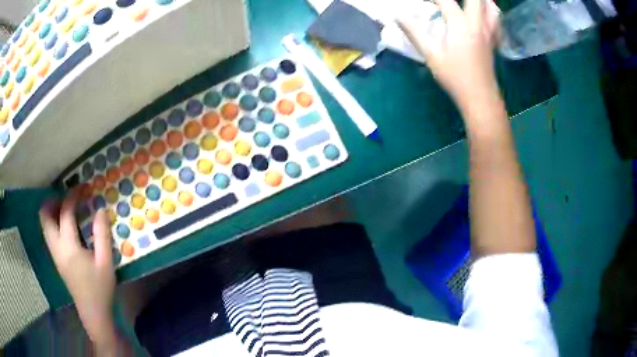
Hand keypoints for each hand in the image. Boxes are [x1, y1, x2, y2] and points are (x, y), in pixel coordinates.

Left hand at [39, 191, 116, 348]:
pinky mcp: (56, 259)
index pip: (66, 212)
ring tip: (67, 209)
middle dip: (54, 200)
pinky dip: (53, 222)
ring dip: (52, 211)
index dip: (73, 195)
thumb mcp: (106, 262)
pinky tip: (66, 227)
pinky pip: (48, 233)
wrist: (92, 312)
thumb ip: (102, 234)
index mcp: (69, 246)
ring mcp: (54, 253)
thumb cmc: (100, 288)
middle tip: (68, 198)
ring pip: (44, 224)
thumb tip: (100, 209)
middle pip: (45, 215)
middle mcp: (56, 246)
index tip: (83, 187)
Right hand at [398, 0, 500, 107]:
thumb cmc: (455, 77)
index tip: (423, 1)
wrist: (480, 98)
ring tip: (466, 2)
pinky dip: (490, 12)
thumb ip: (414, 33)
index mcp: (461, 25)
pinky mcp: (492, 41)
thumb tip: (397, 17)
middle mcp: (477, 24)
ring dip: (480, 0)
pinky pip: (495, 21)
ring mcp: (488, 32)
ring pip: (490, 7)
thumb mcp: (431, 55)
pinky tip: (482, 13)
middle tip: (445, 1)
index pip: (445, 0)